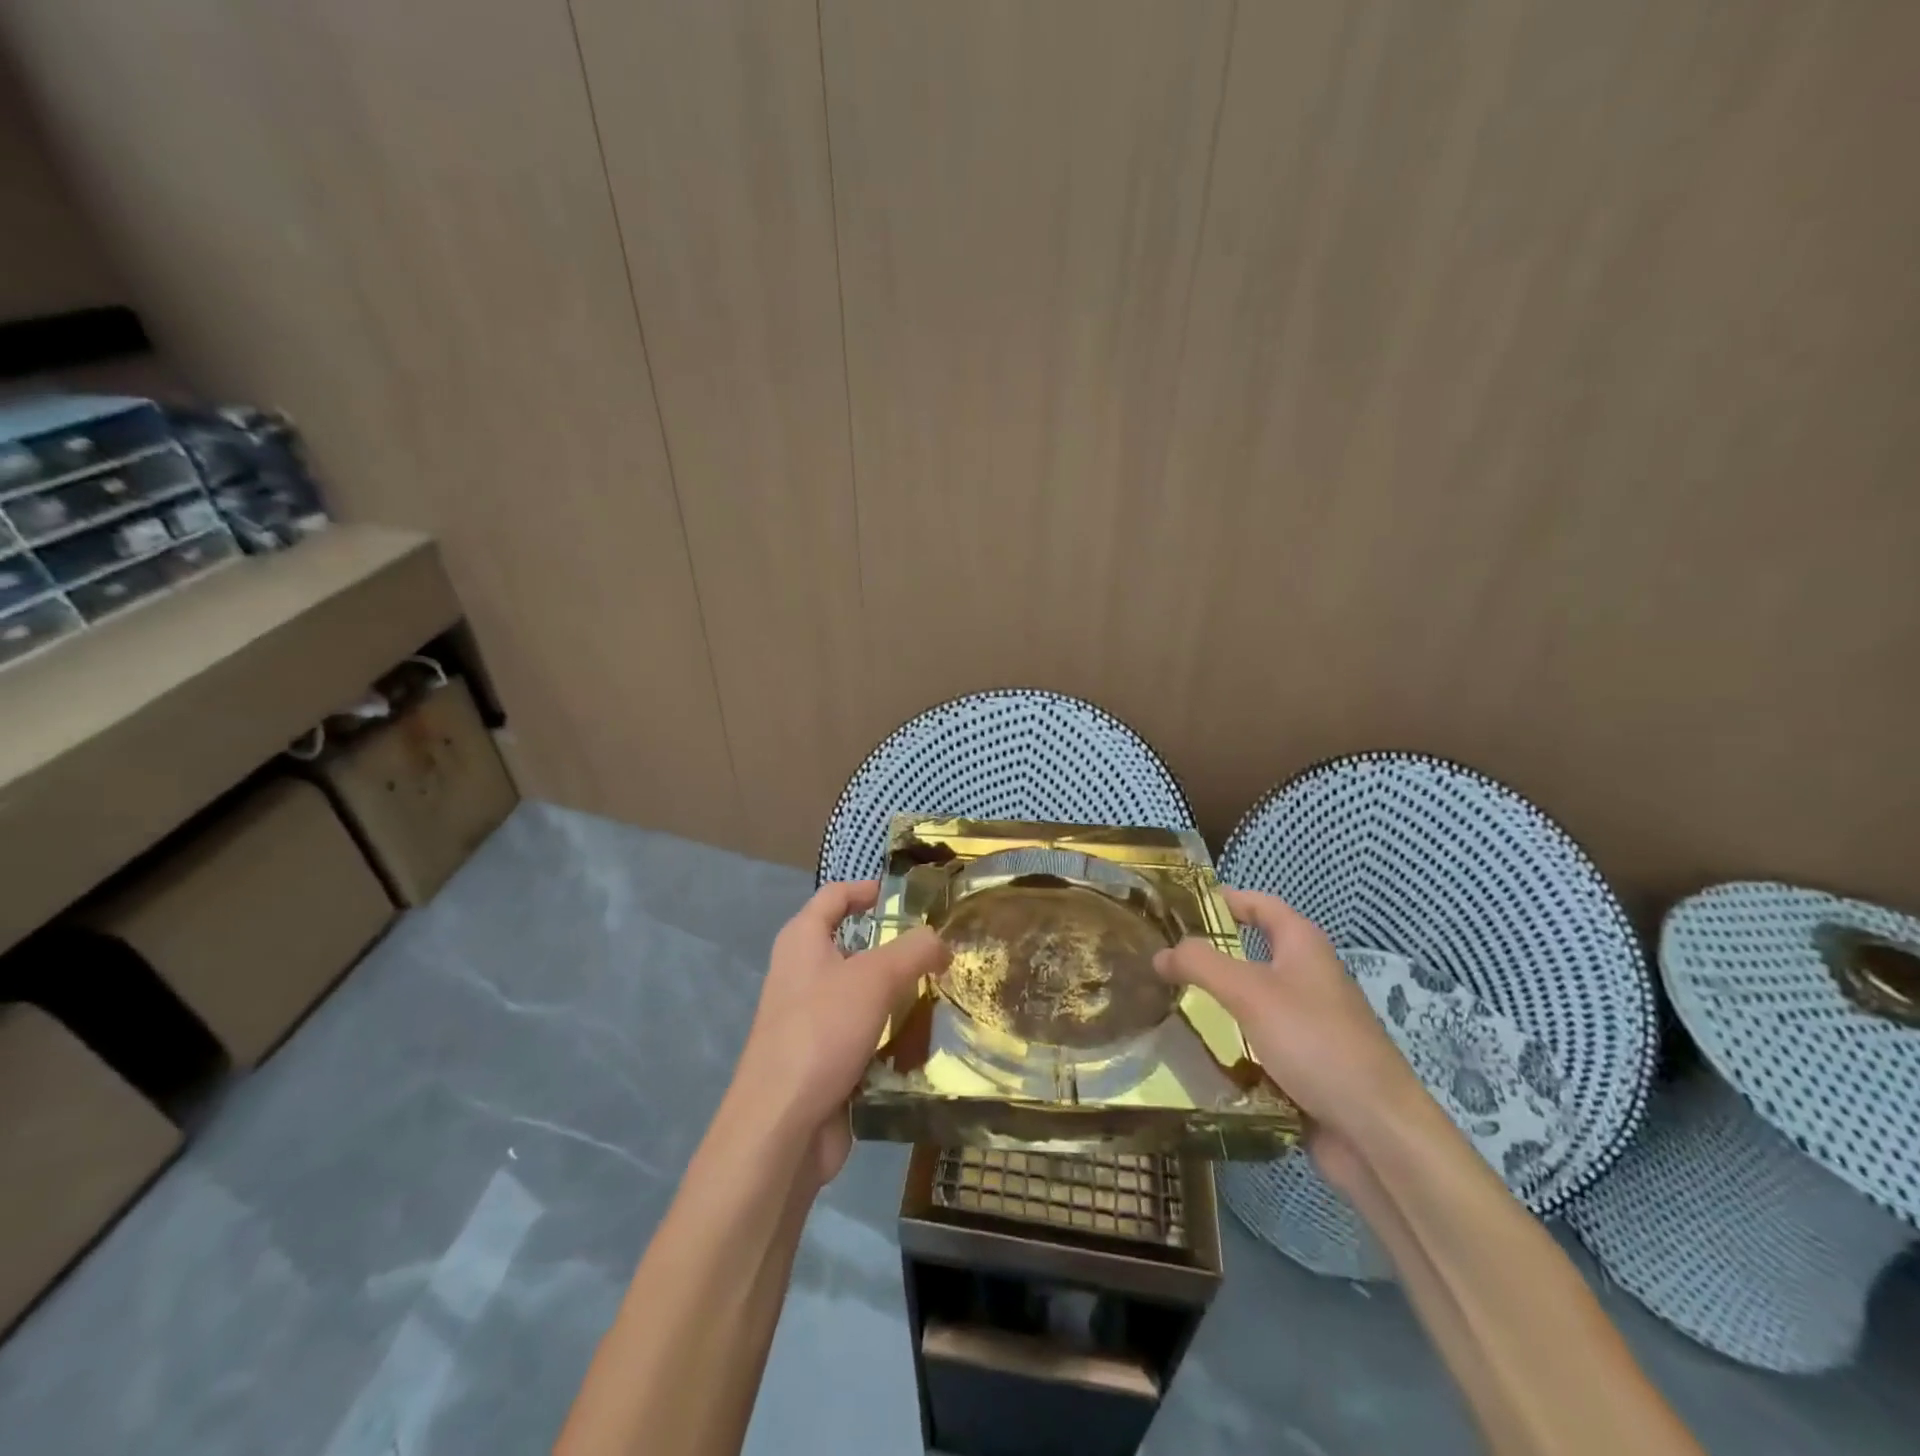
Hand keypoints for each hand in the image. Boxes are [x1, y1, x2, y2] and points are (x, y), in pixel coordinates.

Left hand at [733, 880, 946, 1185]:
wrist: (782, 1125)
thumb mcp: (875, 978)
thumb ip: (913, 950)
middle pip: (853, 946)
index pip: (835, 896)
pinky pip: (864, 1034)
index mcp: (802, 940)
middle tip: (942, 950)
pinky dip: (891, 1034)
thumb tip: (940, 940)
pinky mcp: (823, 1058)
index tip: (907, 897)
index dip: (867, 889)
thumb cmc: (822, 1031)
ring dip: (899, 995)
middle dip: (896, 948)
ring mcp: (811, 1019)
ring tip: (945, 993)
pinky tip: (927, 1041)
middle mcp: (802, 973)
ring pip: (863, 994)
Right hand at [1153, 887, 1424, 1190]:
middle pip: (1250, 953)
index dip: (1221, 899)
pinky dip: (1229, 1044)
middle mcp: (1308, 977)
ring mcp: (1308, 1023)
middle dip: (1207, 956)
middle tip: (1159, 960)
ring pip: (1250, 1002)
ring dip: (1214, 1004)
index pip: (1258, 904)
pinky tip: (1194, 1053)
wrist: (1377, 1133)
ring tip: (1165, 1003)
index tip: (1176, 908)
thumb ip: (1201, 964)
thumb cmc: (1315, 1042)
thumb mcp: (1250, 992)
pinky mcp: (1304, 1065)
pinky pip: (1256, 1043)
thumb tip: (1160, 953)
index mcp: (1303, 945)